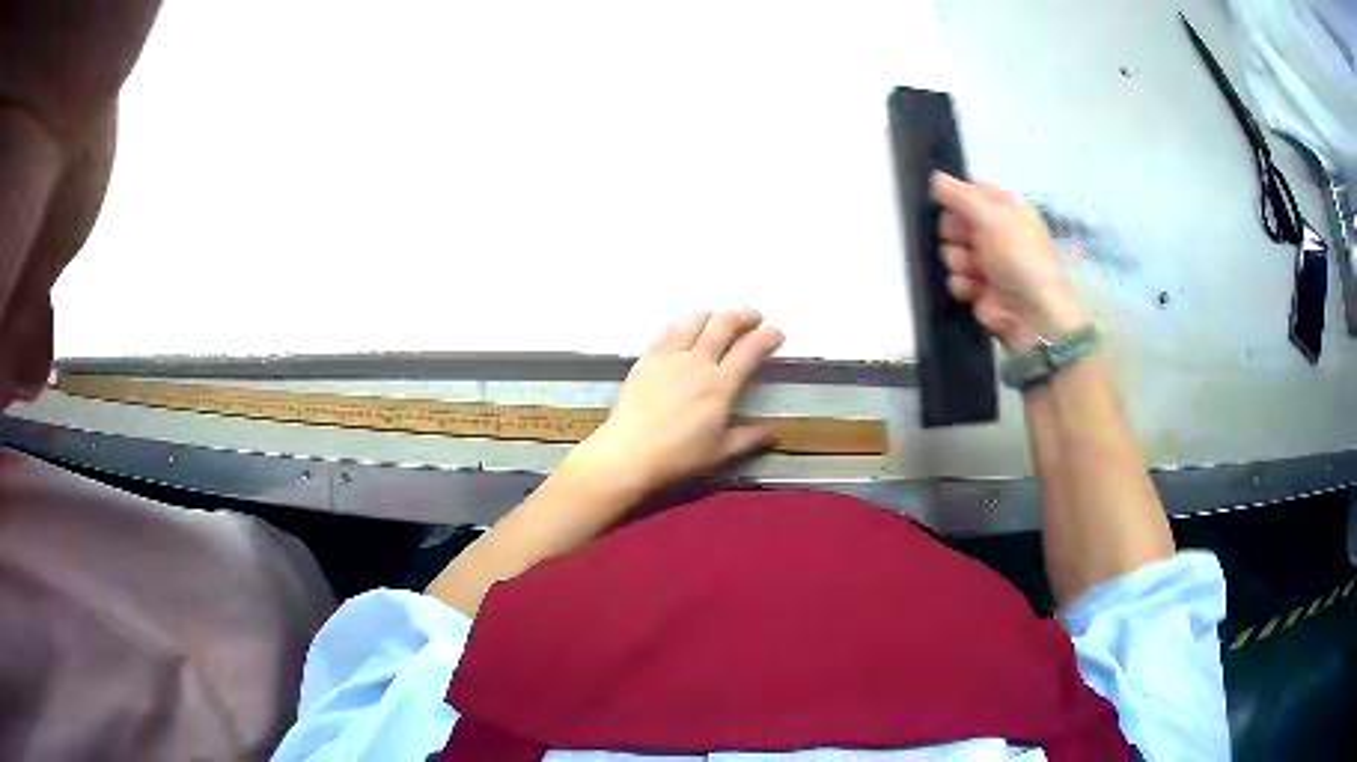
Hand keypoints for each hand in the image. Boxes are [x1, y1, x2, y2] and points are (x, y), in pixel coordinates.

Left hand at [568, 309, 783, 495]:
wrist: (628, 454)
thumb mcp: (720, 452)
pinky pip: (667, 330)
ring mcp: (669, 357)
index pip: (750, 349)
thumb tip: (775, 431)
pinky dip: (683, 324)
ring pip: (695, 319)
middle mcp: (697, 363)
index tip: (777, 335)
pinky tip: (685, 329)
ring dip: (713, 314)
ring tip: (721, 319)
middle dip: (743, 315)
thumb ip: (749, 438)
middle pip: (723, 323)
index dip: (768, 337)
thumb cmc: (677, 457)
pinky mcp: (647, 358)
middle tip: (754, 318)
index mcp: (720, 385)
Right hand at [930, 172, 1087, 347]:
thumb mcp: (992, 217)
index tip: (947, 203)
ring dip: (961, 262)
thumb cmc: (1019, 257)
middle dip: (956, 233)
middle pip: (953, 221)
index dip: (956, 197)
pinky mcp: (976, 289)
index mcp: (1004, 209)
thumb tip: (934, 177)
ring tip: (979, 272)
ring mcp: (985, 262)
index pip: (969, 192)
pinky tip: (978, 291)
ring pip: (950, 251)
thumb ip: (960, 195)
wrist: (1033, 315)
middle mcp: (994, 232)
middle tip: (970, 240)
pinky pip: (954, 279)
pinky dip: (964, 285)